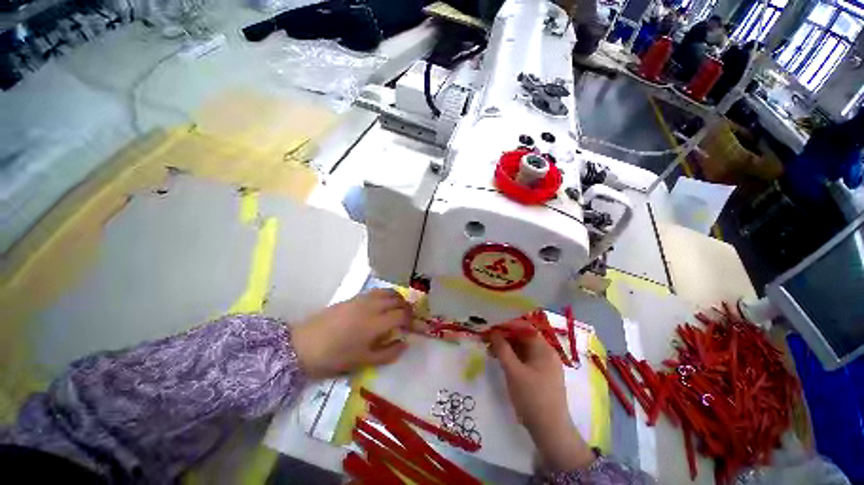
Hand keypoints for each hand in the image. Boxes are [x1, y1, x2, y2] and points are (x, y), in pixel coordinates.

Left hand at [293, 289, 411, 378]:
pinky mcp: (354, 297)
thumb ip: (388, 352)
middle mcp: (372, 306)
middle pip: (398, 300)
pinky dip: (386, 296)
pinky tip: (382, 306)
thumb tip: (404, 343)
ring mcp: (363, 299)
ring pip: (388, 292)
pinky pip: (377, 291)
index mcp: (376, 323)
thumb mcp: (363, 361)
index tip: (416, 327)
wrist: (303, 344)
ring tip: (399, 310)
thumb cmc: (335, 357)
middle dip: (408, 308)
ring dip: (398, 299)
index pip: (402, 315)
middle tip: (409, 319)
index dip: (412, 320)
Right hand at [489, 331, 595, 471]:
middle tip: (487, 340)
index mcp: (544, 349)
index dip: (507, 325)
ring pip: (523, 349)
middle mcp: (546, 353)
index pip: (524, 328)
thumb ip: (502, 349)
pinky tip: (501, 361)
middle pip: (523, 338)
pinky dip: (513, 358)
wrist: (550, 431)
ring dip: (507, 348)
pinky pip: (525, 360)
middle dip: (505, 337)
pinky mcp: (541, 376)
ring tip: (490, 352)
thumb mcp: (513, 371)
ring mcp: (544, 365)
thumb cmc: (532, 397)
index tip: (491, 326)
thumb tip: (493, 332)